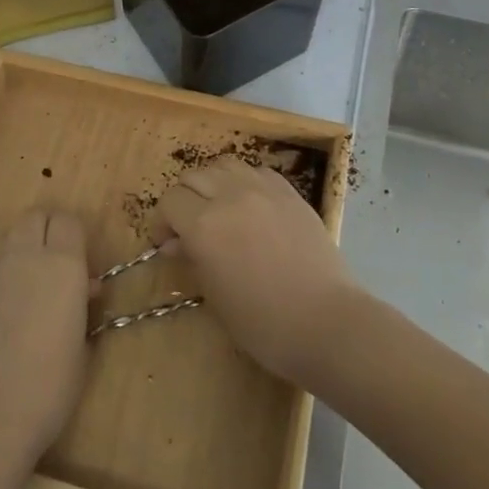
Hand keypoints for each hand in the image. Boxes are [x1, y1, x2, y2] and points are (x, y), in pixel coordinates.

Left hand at [0, 209, 95, 479]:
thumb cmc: (48, 389)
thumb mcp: (82, 346)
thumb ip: (81, 307)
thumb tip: (80, 290)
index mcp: (62, 265)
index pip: (68, 221)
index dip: (74, 237)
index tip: (80, 264)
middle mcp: (22, 257)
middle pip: (33, 218)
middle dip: (44, 233)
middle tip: (52, 268)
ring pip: (4, 247)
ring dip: (16, 261)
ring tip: (18, 302)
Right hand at [150, 157, 360, 385]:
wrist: (325, 321)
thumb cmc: (263, 322)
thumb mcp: (215, 296)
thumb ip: (192, 260)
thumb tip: (176, 243)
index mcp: (204, 225)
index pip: (170, 202)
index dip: (163, 222)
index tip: (167, 243)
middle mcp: (230, 196)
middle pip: (193, 177)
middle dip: (184, 199)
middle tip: (189, 226)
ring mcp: (264, 190)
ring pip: (224, 165)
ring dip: (213, 183)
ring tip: (219, 208)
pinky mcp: (290, 193)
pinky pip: (257, 171)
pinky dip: (244, 182)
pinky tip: (250, 205)